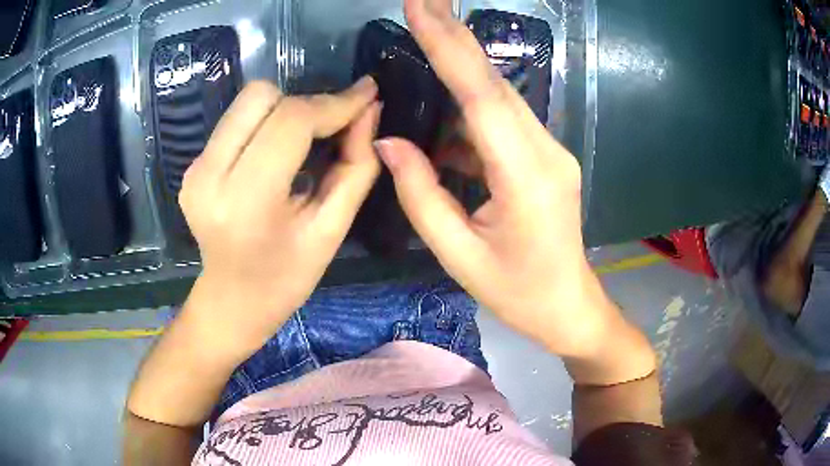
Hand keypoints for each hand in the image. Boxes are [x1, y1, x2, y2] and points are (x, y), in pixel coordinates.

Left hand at [179, 78, 380, 339]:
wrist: (233, 299)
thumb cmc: (287, 276)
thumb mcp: (332, 229)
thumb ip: (357, 165)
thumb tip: (370, 109)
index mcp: (246, 201)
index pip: (291, 122)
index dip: (334, 103)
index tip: (367, 94)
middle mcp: (210, 176)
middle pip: (261, 97)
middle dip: (305, 104)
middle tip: (331, 128)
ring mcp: (194, 168)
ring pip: (246, 101)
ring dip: (284, 110)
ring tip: (303, 142)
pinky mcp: (191, 166)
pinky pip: (235, 120)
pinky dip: (264, 124)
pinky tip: (275, 154)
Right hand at [378, 0, 654, 384]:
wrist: (570, 307)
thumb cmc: (517, 293)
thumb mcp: (458, 255)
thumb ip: (420, 195)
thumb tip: (388, 141)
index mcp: (525, 178)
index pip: (481, 96)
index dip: (449, 46)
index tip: (422, 7)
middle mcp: (545, 152)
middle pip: (494, 83)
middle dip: (454, 36)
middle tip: (422, 0)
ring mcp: (550, 151)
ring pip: (499, 97)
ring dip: (461, 66)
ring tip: (425, 37)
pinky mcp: (546, 158)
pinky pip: (503, 121)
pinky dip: (469, 109)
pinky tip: (442, 119)